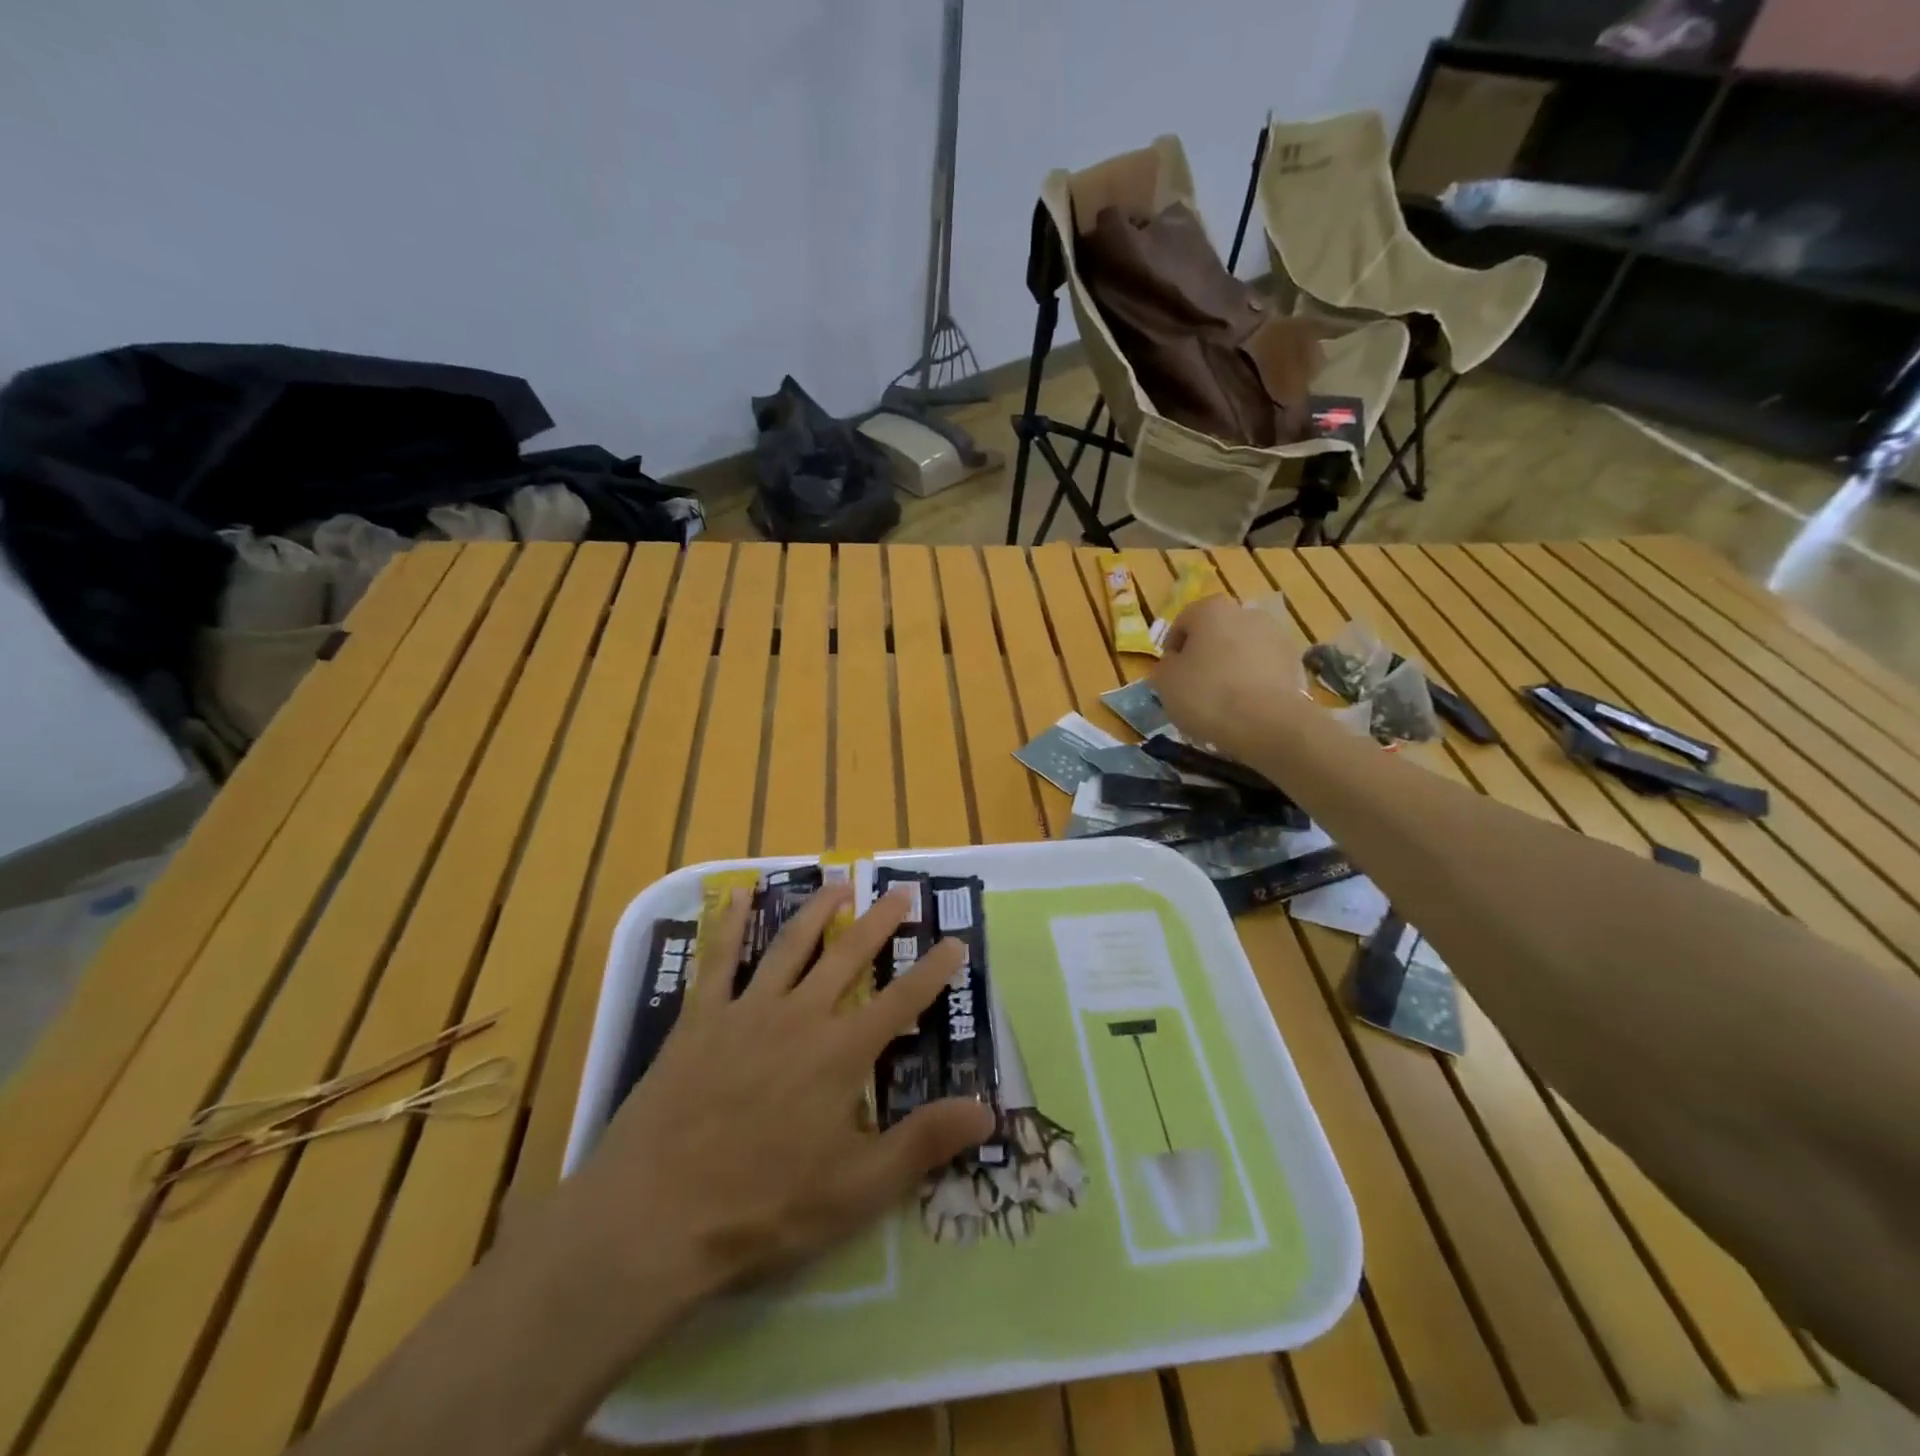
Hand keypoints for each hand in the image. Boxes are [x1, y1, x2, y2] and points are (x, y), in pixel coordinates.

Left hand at [567, 886, 994, 1310]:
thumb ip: (924, 1144)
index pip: (901, 1001)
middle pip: (848, 956)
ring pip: (790, 945)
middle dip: (880, 922)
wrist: (653, 1216)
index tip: (956, 941)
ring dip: (818, 911)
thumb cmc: (763, 1208)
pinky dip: (731, 924)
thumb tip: (988, 1112)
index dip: (933, 971)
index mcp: (840, 1053)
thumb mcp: (857, 1189)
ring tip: (839, 884)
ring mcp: (746, 1011)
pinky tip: (739, 894)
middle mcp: (799, 1016)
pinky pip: (719, 960)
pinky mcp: (700, 1020)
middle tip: (902, 892)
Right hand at [1152, 593, 1304, 755]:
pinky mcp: (1295, 662)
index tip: (1169, 675)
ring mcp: (1276, 636)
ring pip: (1242, 650)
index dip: (1172, 649)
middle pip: (1217, 633)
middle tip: (1194, 686)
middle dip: (1205, 655)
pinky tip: (1245, 706)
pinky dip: (1253, 681)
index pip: (1183, 623)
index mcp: (1211, 609)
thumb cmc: (1206, 695)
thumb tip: (1175, 663)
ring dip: (1231, 667)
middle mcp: (1246, 613)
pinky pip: (1264, 669)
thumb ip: (1165, 666)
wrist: (1267, 723)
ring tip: (1222, 700)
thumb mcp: (1165, 682)